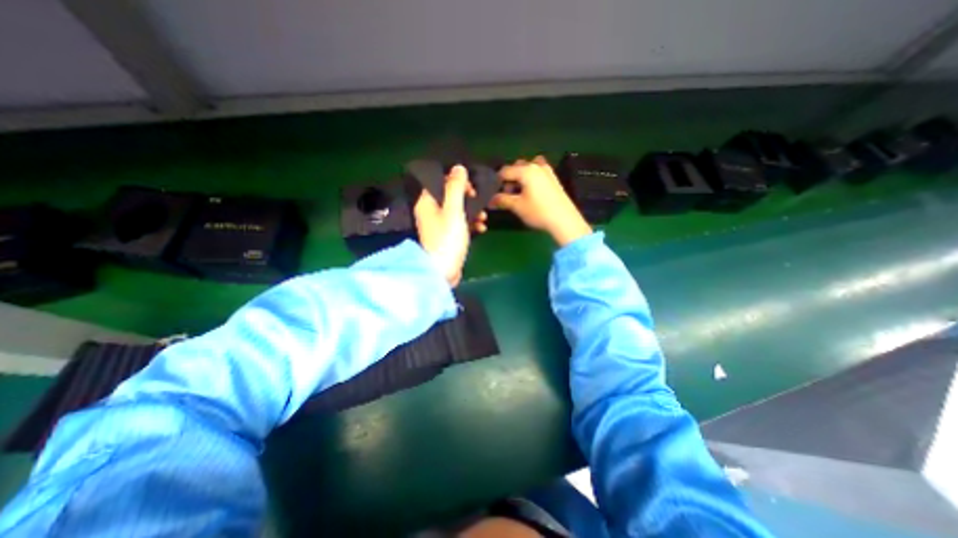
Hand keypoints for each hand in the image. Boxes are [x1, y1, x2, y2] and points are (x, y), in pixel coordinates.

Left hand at [411, 165, 486, 287]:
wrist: (443, 271)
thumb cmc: (447, 239)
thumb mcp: (453, 210)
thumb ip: (456, 188)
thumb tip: (458, 167)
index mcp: (427, 202)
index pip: (440, 181)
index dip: (456, 182)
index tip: (471, 189)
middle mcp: (430, 211)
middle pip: (450, 196)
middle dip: (468, 198)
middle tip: (480, 202)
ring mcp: (438, 225)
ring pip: (457, 211)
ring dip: (472, 212)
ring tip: (484, 218)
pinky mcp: (446, 237)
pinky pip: (459, 224)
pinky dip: (469, 224)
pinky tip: (481, 228)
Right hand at [493, 155, 592, 245]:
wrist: (564, 220)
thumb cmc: (538, 211)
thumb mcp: (517, 206)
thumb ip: (502, 200)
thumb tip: (490, 200)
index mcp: (526, 170)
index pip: (505, 171)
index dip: (497, 182)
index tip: (494, 194)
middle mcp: (536, 166)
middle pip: (517, 167)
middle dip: (510, 179)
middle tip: (508, 194)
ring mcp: (547, 171)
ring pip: (529, 169)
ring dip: (521, 178)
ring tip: (520, 194)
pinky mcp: (554, 179)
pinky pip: (538, 173)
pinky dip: (531, 179)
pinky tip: (532, 193)